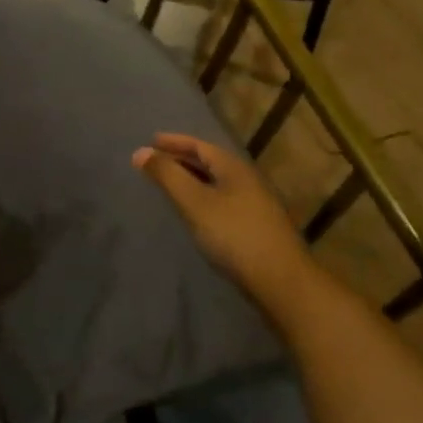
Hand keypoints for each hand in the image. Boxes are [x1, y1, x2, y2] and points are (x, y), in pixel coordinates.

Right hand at [133, 133, 311, 301]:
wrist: (282, 282)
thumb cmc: (234, 235)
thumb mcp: (195, 202)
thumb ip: (167, 176)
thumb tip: (140, 151)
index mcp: (234, 169)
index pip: (200, 145)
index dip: (174, 142)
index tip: (151, 141)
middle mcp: (247, 181)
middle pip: (210, 163)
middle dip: (182, 159)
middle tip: (156, 162)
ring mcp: (255, 205)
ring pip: (217, 183)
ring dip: (192, 180)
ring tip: (170, 185)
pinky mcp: (257, 228)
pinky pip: (222, 202)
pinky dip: (203, 198)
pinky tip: (195, 213)